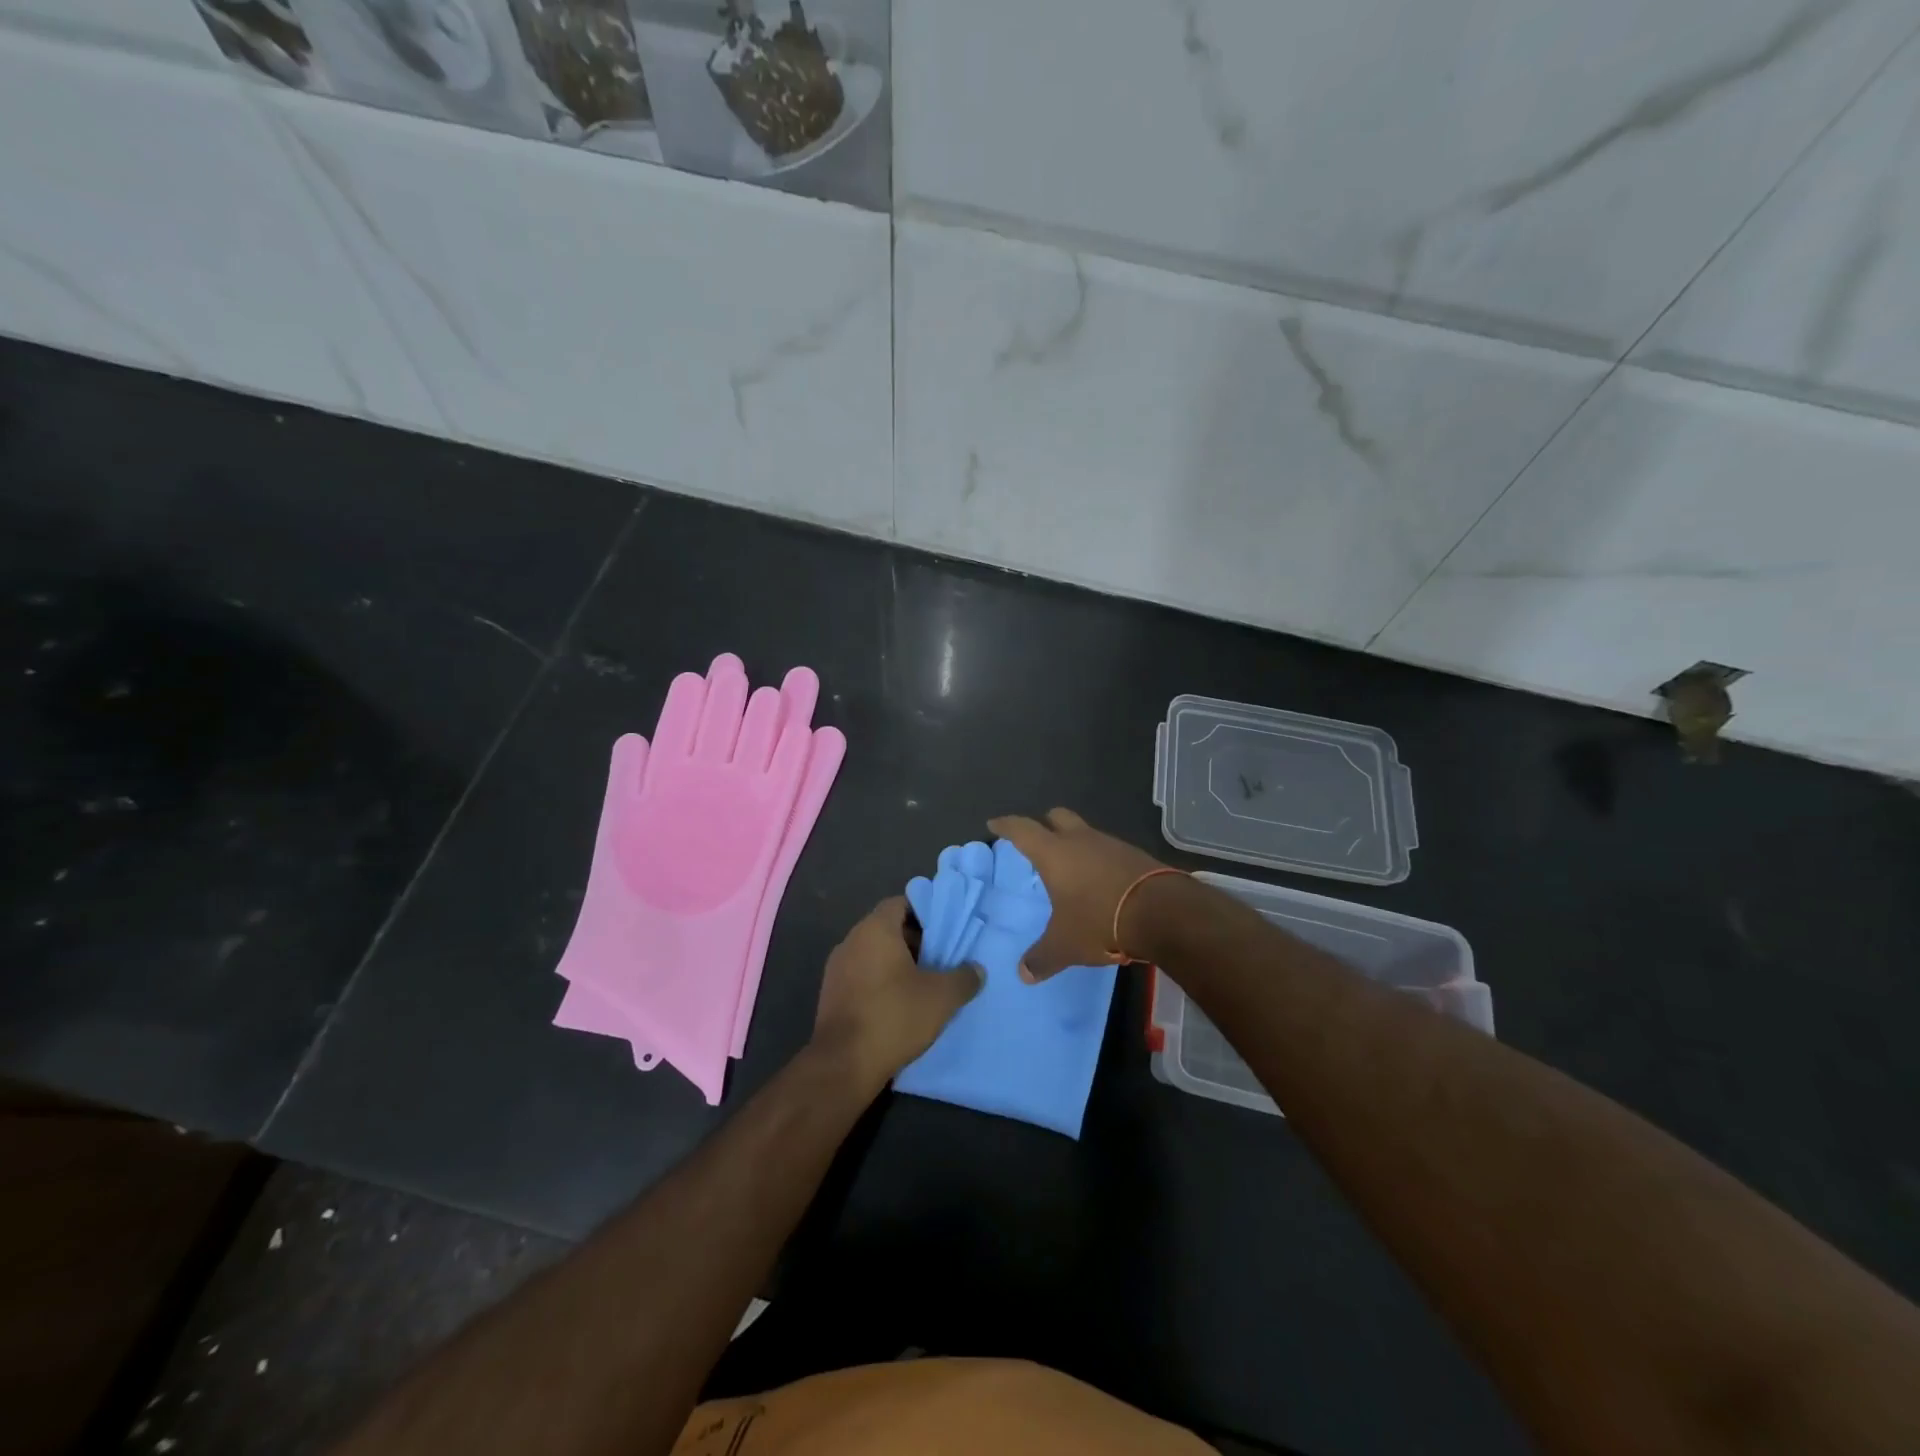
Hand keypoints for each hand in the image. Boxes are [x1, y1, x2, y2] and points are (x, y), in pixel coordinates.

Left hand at [811, 897, 982, 1093]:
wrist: (843, 1064)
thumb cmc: (894, 1016)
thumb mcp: (941, 998)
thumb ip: (964, 978)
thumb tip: (976, 970)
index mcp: (875, 930)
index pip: (901, 903)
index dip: (924, 912)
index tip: (944, 931)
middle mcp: (851, 941)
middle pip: (887, 928)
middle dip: (914, 941)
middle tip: (940, 959)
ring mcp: (836, 968)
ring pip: (873, 954)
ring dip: (897, 964)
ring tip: (923, 985)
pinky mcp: (831, 995)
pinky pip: (861, 976)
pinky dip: (880, 983)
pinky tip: (899, 1006)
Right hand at [987, 808, 1168, 978]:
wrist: (1162, 912)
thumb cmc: (1100, 920)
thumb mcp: (1066, 945)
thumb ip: (1042, 958)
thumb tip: (1023, 974)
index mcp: (1054, 853)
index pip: (1022, 829)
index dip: (1006, 825)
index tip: (995, 824)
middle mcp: (1080, 840)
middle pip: (1057, 817)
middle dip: (1045, 824)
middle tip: (1037, 839)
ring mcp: (1110, 844)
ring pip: (1085, 832)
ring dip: (1075, 843)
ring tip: (1071, 866)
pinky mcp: (1135, 855)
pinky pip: (1108, 850)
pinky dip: (1099, 859)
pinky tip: (1101, 880)